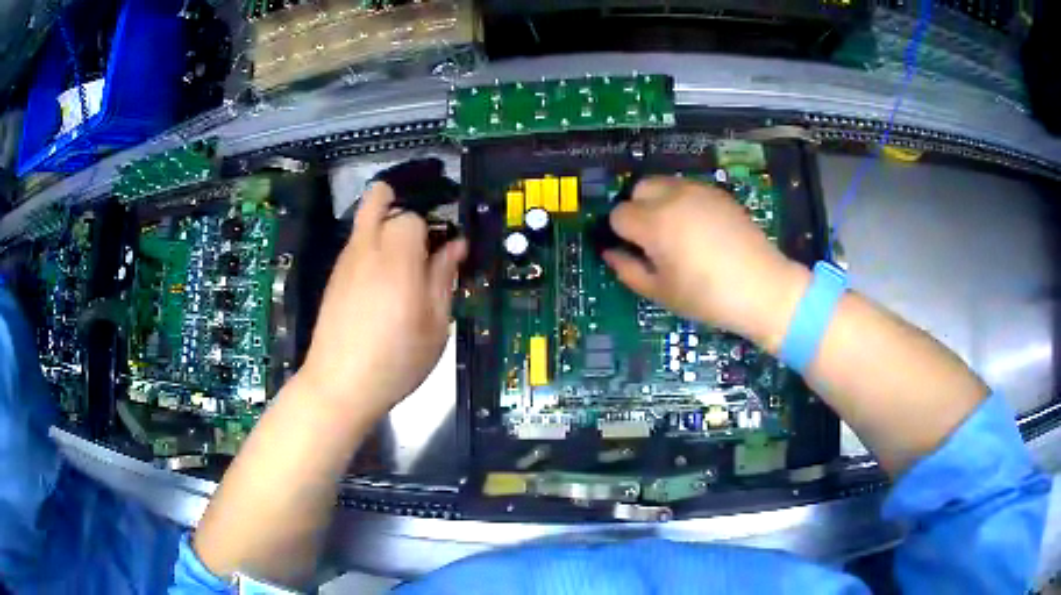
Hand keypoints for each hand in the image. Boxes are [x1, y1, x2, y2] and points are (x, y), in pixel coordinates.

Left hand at [296, 182, 466, 416]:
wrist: (339, 385)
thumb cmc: (396, 360)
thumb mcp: (435, 325)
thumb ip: (444, 278)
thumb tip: (456, 245)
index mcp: (397, 258)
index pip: (413, 217)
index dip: (431, 230)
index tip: (443, 253)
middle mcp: (366, 249)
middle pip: (378, 199)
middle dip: (399, 205)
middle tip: (418, 237)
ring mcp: (345, 262)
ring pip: (363, 220)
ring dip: (383, 225)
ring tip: (402, 263)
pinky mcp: (334, 278)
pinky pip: (355, 245)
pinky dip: (370, 248)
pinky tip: (381, 284)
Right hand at [603, 177, 808, 349]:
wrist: (762, 288)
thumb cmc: (707, 297)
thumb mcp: (660, 292)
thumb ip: (628, 270)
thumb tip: (610, 254)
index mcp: (654, 223)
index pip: (618, 214)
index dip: (622, 234)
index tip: (636, 251)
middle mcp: (673, 197)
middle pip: (638, 189)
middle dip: (638, 209)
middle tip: (653, 239)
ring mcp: (698, 191)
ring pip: (664, 184)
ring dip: (660, 202)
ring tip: (677, 232)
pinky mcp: (719, 193)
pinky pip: (689, 188)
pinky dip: (683, 201)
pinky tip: (700, 228)